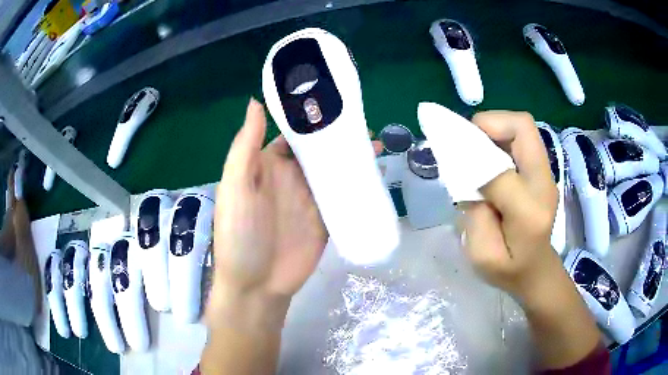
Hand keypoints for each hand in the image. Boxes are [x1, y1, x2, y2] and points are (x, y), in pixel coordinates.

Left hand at [208, 99, 382, 321]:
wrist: (257, 284)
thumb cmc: (239, 234)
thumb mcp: (236, 187)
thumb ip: (245, 147)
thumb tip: (255, 102)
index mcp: (268, 165)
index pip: (292, 134)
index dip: (309, 119)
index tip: (332, 102)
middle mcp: (291, 178)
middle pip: (318, 150)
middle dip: (338, 136)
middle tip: (363, 122)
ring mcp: (311, 199)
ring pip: (335, 170)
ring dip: (353, 157)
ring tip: (376, 144)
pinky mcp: (327, 219)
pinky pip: (345, 196)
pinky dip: (360, 184)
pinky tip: (377, 173)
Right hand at [460, 111, 559, 302]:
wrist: (537, 271)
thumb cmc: (509, 271)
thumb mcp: (483, 257)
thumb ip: (474, 217)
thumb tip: (468, 177)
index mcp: (529, 213)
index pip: (500, 172)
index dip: (471, 160)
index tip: (450, 158)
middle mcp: (543, 184)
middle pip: (522, 127)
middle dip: (488, 125)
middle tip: (465, 141)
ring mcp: (546, 174)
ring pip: (522, 127)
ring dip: (494, 128)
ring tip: (474, 147)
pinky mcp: (541, 170)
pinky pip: (521, 138)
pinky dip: (500, 136)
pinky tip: (487, 156)